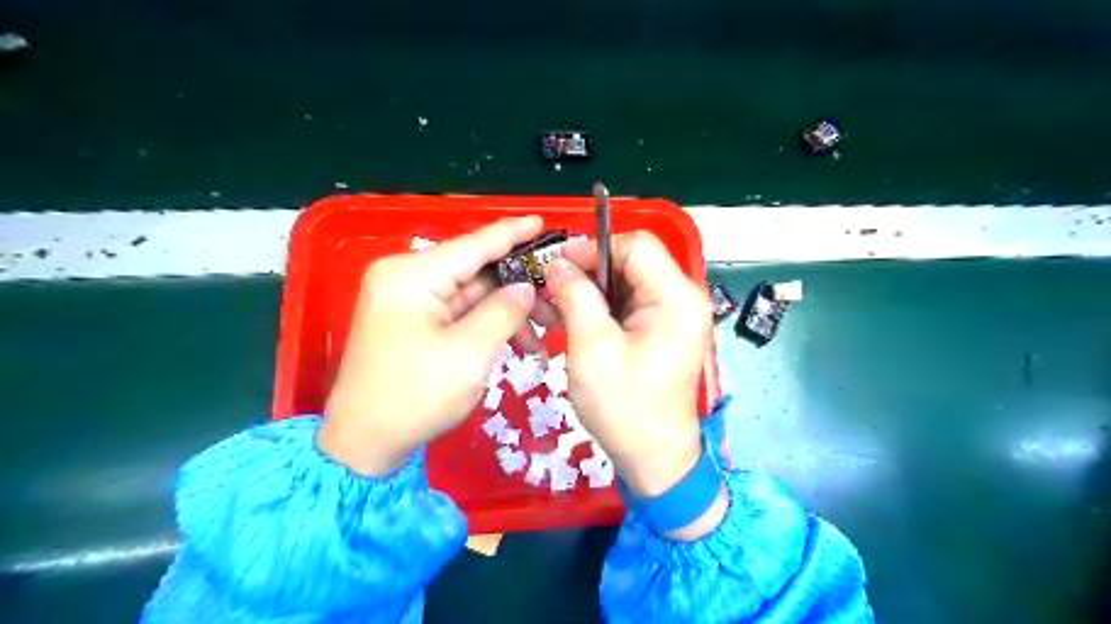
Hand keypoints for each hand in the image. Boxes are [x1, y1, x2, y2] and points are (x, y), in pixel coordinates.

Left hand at [321, 218, 559, 474]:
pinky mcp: (412, 323)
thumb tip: (525, 288)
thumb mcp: (469, 353)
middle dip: (518, 288)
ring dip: (507, 313)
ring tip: (541, 338)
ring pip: (471, 295)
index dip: (512, 234)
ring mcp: (407, 301)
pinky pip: (459, 313)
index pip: (473, 245)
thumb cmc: (415, 396)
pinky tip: (515, 343)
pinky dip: (487, 325)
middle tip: (557, 301)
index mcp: (412, 276)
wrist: (365, 444)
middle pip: (475, 271)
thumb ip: (503, 311)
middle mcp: (406, 279)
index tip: (543, 223)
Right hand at [545, 231, 710, 498]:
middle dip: (589, 270)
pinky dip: (600, 309)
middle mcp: (681, 299)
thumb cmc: (624, 406)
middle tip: (551, 287)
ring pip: (626, 283)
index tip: (557, 264)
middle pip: (632, 262)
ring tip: (555, 306)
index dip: (594, 248)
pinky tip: (572, 320)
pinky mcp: (661, 332)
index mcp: (675, 298)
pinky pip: (628, 306)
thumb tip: (558, 265)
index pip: (636, 246)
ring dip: (591, 291)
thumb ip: (576, 297)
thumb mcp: (592, 347)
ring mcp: (673, 317)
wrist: (653, 458)